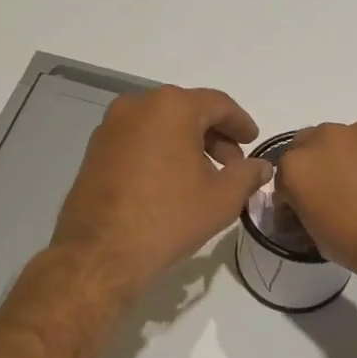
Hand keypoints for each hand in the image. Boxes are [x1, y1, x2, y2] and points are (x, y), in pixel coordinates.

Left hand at [51, 86, 269, 297]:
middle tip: (232, 164)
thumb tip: (261, 167)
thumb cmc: (168, 217)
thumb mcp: (222, 198)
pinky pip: (139, 138)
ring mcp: (111, 125)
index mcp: (172, 107)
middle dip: (215, 135)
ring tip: (203, 176)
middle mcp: (138, 104)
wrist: (99, 253)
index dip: (240, 123)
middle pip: (188, 111)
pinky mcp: (95, 148)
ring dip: (187, 143)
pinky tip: (171, 181)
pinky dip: (160, 150)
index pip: (218, 104)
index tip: (253, 141)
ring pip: (161, 124)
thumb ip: (247, 175)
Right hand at [274, 121, 356, 296]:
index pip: (281, 179)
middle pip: (308, 148)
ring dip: (344, 160)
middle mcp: (325, 139)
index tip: (303, 215)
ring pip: (342, 142)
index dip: (291, 199)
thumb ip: (307, 212)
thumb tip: (313, 206)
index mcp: (297, 167)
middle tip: (331, 196)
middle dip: (314, 168)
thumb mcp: (320, 239)